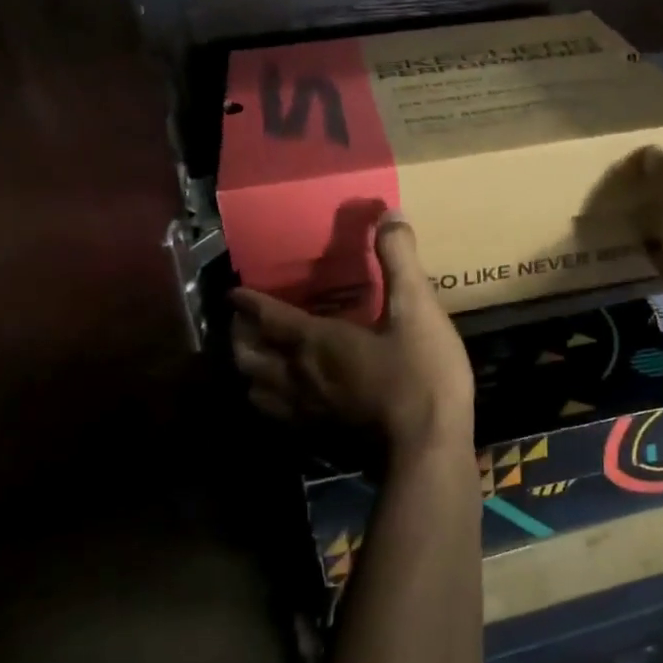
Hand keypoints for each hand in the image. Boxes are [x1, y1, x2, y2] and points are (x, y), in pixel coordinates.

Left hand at [230, 214, 473, 457]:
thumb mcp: (417, 308)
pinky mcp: (320, 440)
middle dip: (240, 337)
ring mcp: (306, 414)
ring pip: (257, 391)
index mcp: (316, 342)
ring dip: (249, 371)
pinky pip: (278, 418)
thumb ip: (399, 259)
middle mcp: (299, 377)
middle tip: (242, 323)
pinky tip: (286, 401)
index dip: (249, 303)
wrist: (428, 449)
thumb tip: (389, 214)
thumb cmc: (420, 373)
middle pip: (250, 357)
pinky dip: (269, 403)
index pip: (269, 318)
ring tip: (254, 360)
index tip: (234, 292)